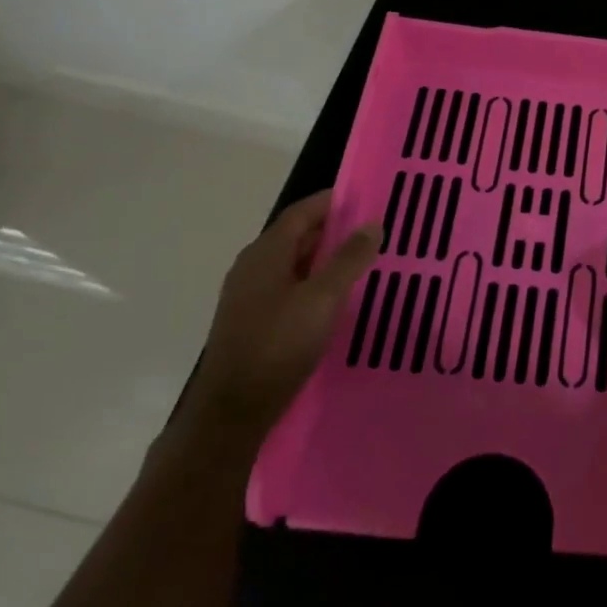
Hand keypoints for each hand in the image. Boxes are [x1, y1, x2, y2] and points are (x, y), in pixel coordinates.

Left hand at [192, 190, 379, 442]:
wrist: (233, 409)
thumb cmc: (279, 344)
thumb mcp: (324, 298)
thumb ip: (350, 259)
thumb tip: (372, 224)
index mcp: (266, 252)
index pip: (302, 212)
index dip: (333, 201)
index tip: (367, 198)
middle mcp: (253, 266)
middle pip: (297, 235)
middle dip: (334, 229)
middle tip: (373, 231)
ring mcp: (249, 294)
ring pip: (294, 263)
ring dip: (326, 258)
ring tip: (362, 261)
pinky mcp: (252, 320)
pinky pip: (289, 286)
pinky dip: (314, 281)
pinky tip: (336, 297)